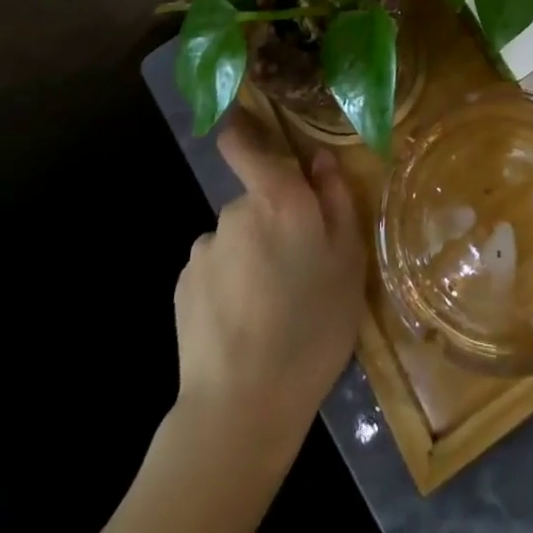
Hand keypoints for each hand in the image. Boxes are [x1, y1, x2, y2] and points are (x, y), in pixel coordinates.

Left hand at [172, 111, 365, 450]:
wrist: (242, 406)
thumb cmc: (312, 326)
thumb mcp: (348, 260)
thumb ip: (336, 199)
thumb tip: (319, 159)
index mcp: (278, 198)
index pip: (245, 144)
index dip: (242, 130)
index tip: (246, 126)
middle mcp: (234, 211)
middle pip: (255, 200)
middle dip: (272, 221)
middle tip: (297, 266)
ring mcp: (205, 249)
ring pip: (235, 238)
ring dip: (250, 255)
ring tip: (270, 305)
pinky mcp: (183, 286)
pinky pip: (214, 269)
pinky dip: (227, 284)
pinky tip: (242, 322)